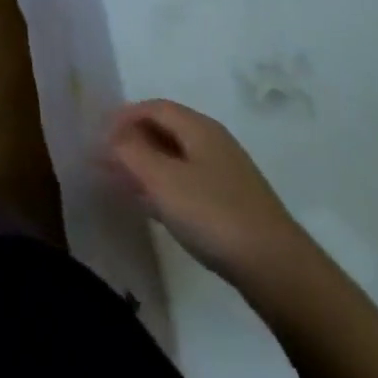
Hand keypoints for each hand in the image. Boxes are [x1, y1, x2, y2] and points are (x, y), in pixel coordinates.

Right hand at [106, 100, 310, 291]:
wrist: (278, 271)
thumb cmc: (214, 214)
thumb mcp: (162, 180)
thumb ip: (130, 153)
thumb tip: (110, 138)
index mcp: (199, 128)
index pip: (154, 107)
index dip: (123, 117)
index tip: (99, 137)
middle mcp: (213, 143)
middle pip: (165, 129)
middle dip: (133, 141)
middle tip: (106, 160)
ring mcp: (226, 174)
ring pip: (176, 157)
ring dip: (146, 165)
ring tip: (122, 183)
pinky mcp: (232, 204)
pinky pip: (188, 181)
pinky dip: (164, 185)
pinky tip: (153, 206)